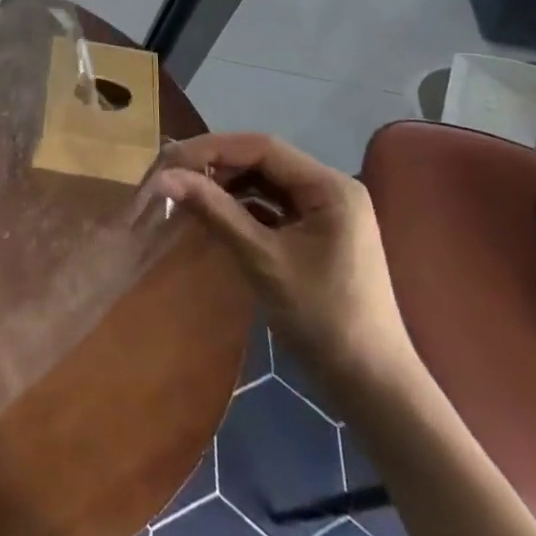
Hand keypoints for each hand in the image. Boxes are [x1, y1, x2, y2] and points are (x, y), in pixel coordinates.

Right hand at [153, 133, 415, 405]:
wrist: (372, 386)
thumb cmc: (322, 319)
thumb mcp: (263, 259)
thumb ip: (215, 211)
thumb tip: (164, 178)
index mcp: (330, 186)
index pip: (262, 148)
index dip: (212, 149)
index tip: (170, 160)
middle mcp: (331, 187)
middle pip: (264, 160)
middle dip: (217, 164)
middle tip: (173, 174)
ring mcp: (327, 210)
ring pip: (267, 181)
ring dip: (227, 183)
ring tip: (187, 190)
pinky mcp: (318, 232)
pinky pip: (274, 204)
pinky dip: (243, 205)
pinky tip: (215, 212)